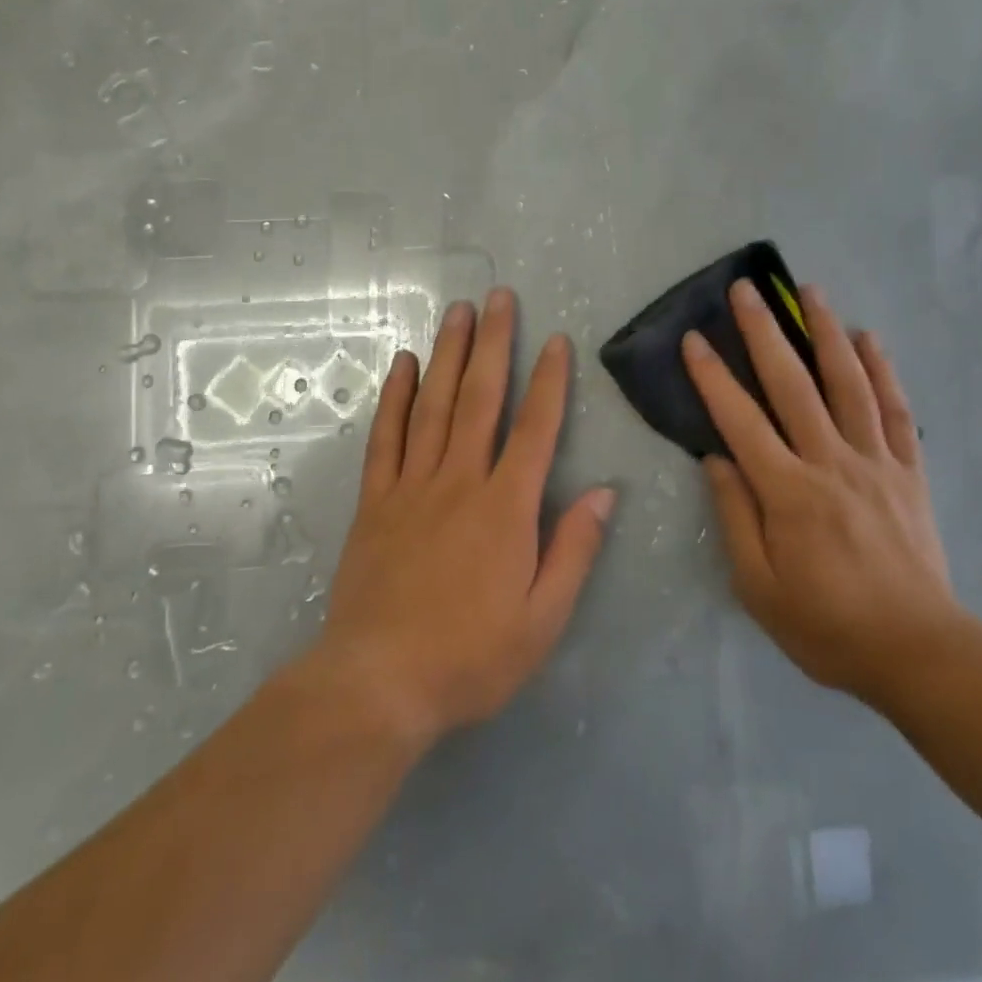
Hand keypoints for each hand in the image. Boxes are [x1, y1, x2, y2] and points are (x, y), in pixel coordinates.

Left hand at [318, 288, 613, 745]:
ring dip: (448, 353)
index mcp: (507, 508)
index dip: (549, 381)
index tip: (556, 340)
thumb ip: (574, 550)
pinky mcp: (376, 501)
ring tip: (457, 311)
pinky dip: (395, 396)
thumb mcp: (542, 619)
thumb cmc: (470, 657)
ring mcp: (413, 486)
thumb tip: (606, 493)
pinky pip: (386, 437)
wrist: (378, 685)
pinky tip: (403, 364)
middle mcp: (460, 481)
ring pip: (433, 405)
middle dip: (494, 343)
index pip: (535, 428)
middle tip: (498, 296)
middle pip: (480, 398)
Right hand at [682, 280, 963, 703]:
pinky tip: (870, 338)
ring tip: (810, 292)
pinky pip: (895, 410)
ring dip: (826, 332)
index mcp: (788, 492)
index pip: (741, 420)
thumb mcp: (759, 587)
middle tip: (747, 289)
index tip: (695, 339)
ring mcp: (875, 461)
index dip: (713, 377)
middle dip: (765, 332)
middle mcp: (831, 462)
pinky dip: (883, 369)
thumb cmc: (827, 625)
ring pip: (848, 383)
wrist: (919, 652)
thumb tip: (715, 459)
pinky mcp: (908, 470)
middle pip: (793, 384)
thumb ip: (734, 517)